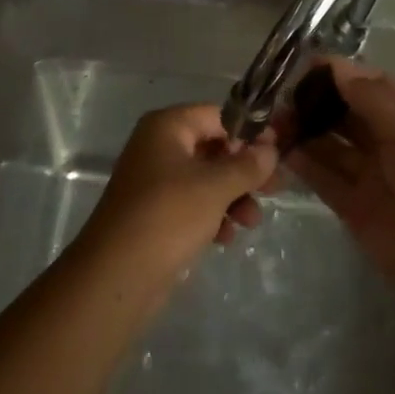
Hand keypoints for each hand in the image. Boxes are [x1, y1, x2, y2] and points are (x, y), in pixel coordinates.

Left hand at [77, 104, 279, 291]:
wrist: (116, 277)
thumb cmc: (168, 216)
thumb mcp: (215, 187)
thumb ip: (248, 165)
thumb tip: (272, 148)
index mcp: (167, 127)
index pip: (218, 116)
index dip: (250, 132)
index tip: (278, 152)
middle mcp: (158, 147)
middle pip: (213, 148)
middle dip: (244, 170)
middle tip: (275, 189)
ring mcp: (154, 181)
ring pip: (206, 179)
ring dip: (233, 197)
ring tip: (251, 222)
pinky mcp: (155, 214)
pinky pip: (192, 204)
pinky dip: (213, 215)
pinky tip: (226, 238)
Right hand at [285, 59, 394, 300]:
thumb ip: (371, 98)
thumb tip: (336, 66)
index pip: (367, 85)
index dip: (338, 74)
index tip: (304, 65)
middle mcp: (383, 140)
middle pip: (343, 113)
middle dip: (314, 103)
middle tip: (281, 97)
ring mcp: (367, 173)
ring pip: (328, 145)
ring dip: (304, 132)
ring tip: (273, 123)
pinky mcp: (351, 205)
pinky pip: (322, 178)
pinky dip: (302, 164)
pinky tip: (280, 151)